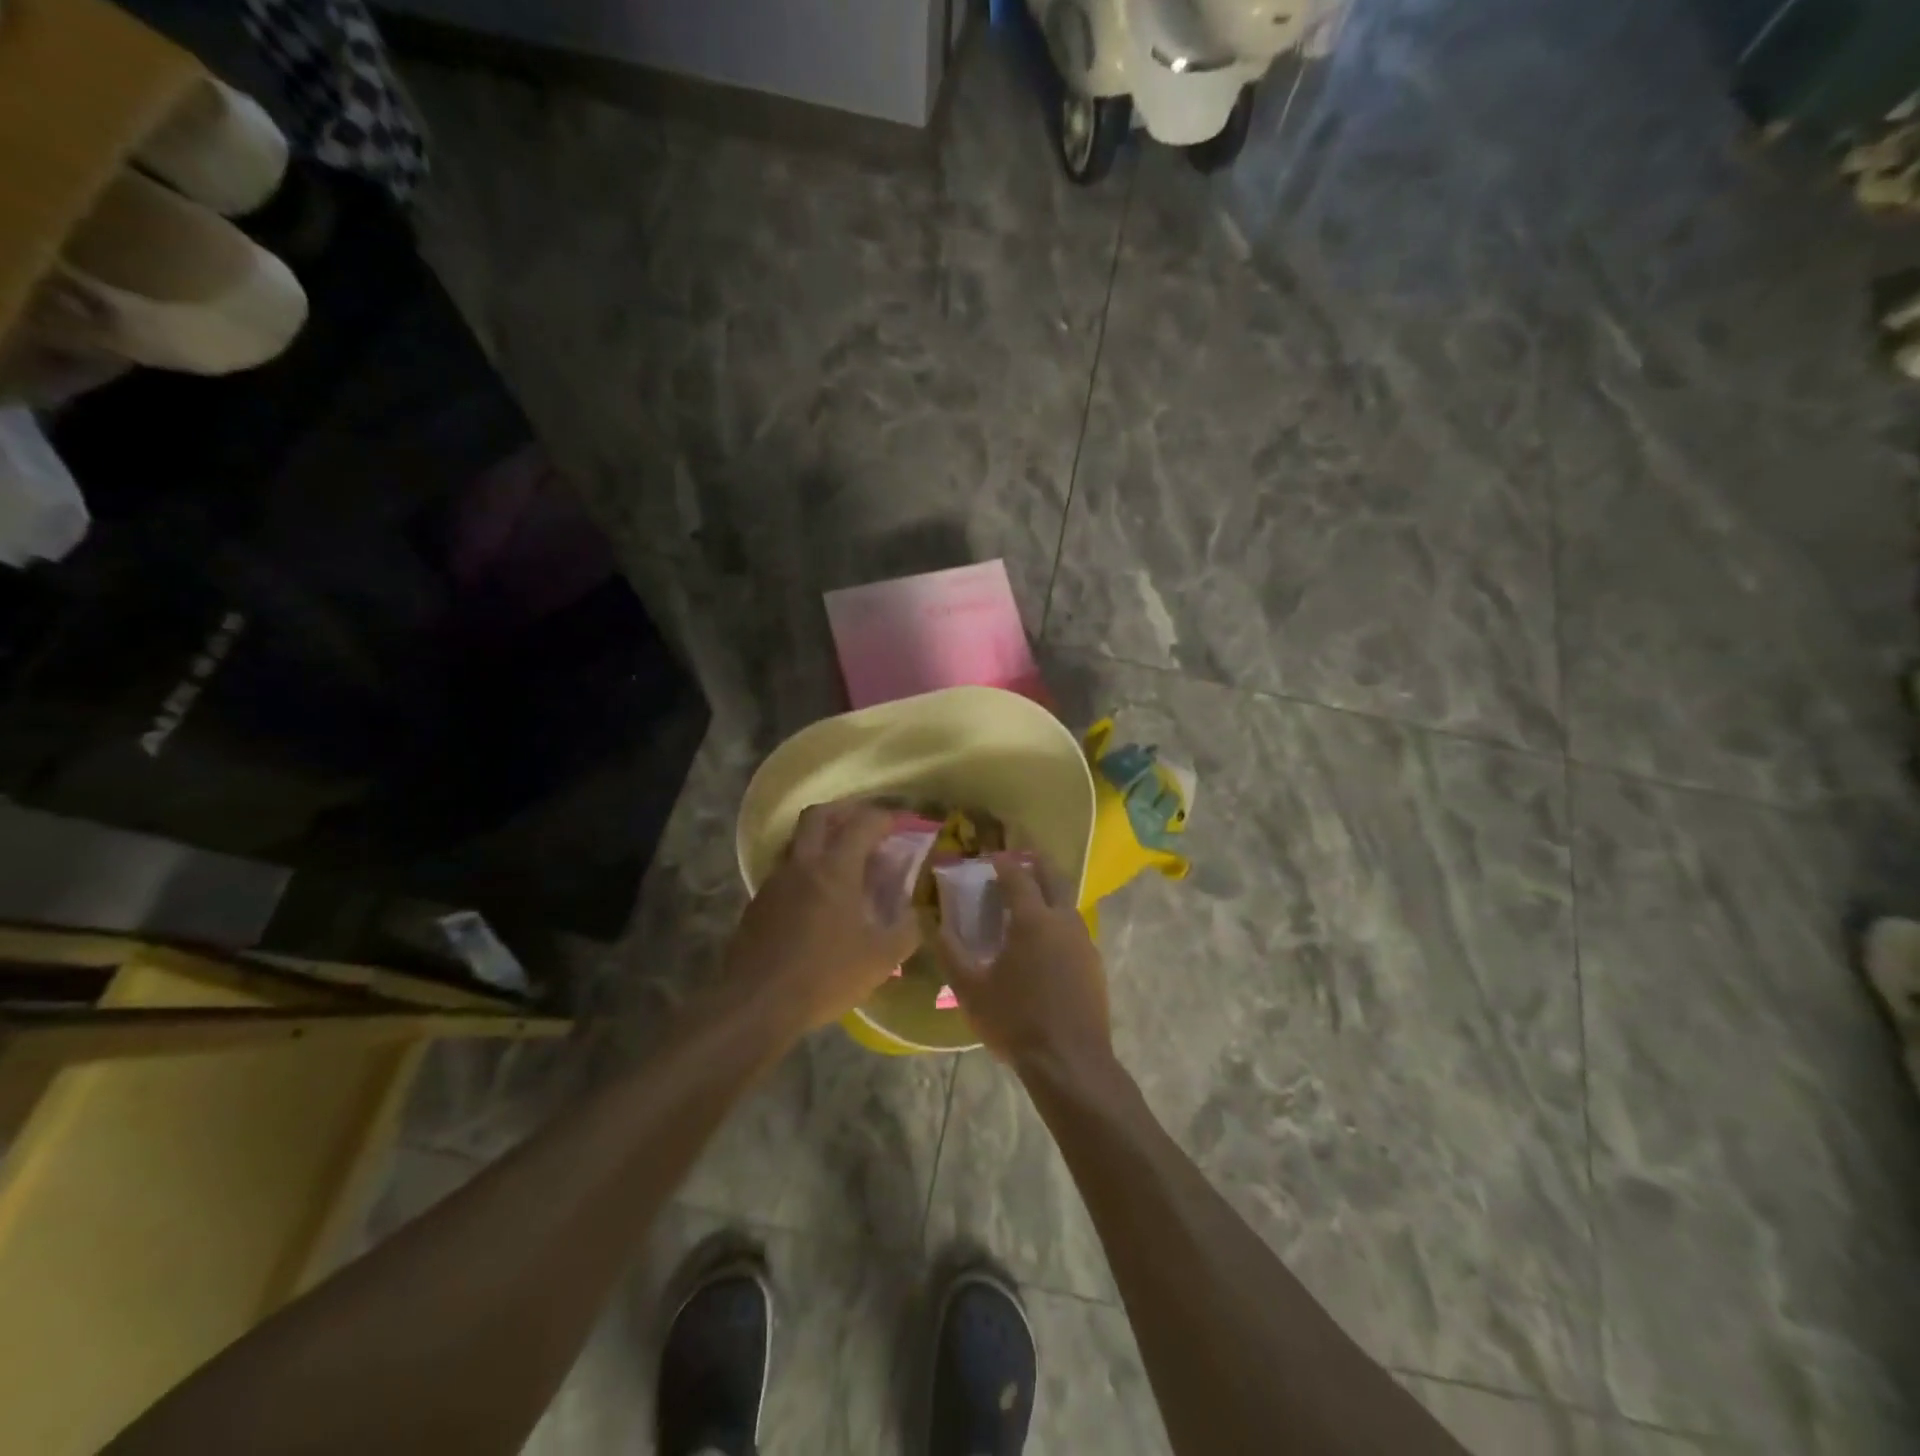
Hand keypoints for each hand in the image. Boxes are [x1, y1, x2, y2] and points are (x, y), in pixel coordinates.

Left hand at [723, 799, 921, 1036]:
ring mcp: (775, 882)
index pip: (863, 823)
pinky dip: (805, 871)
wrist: (756, 1004)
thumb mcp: (881, 959)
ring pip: (798, 842)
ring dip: (821, 841)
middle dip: (845, 812)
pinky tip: (818, 900)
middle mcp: (802, 864)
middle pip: (819, 815)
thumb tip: (918, 913)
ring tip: (844, 864)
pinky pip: (785, 872)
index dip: (886, 817)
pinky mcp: (758, 904)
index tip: (903, 824)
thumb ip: (906, 930)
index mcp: (835, 869)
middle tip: (866, 828)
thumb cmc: (824, 976)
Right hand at [935, 854, 1113, 1075]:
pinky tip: (1047, 942)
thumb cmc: (1015, 1020)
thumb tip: (934, 924)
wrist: (1070, 1062)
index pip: (1017, 876)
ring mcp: (1084, 941)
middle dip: (1035, 866)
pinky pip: (1075, 929)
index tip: (991, 858)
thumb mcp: (971, 989)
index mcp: (1032, 919)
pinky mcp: (1095, 964)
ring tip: (1029, 904)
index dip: (1003, 863)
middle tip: (1018, 863)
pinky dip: (1059, 921)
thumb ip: (950, 953)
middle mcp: (1063, 920)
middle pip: (1052, 879)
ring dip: (1049, 894)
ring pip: (1067, 904)